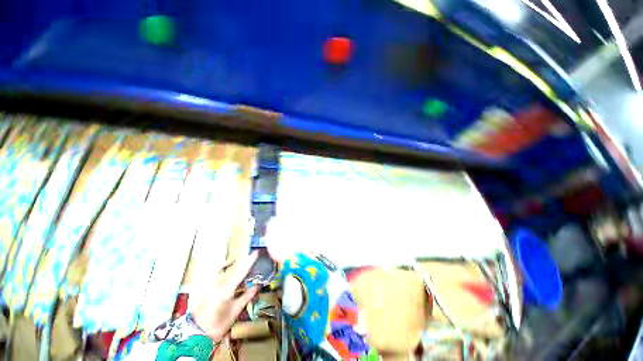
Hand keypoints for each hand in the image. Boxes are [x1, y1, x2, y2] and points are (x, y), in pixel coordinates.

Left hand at [192, 251, 259, 341]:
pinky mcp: (198, 283)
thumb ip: (245, 297)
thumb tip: (256, 287)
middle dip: (239, 261)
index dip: (248, 262)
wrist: (199, 329)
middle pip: (229, 267)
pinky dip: (217, 269)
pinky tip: (221, 270)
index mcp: (226, 290)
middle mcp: (215, 282)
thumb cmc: (219, 324)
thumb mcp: (235, 312)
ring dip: (228, 263)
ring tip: (235, 263)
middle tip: (248, 258)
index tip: (255, 253)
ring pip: (218, 266)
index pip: (239, 272)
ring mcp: (205, 282)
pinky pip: (209, 271)